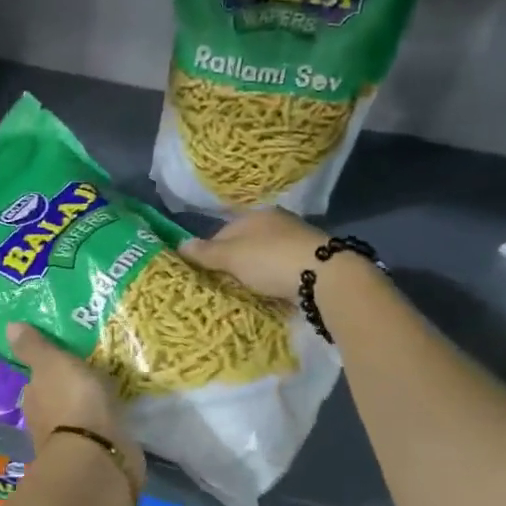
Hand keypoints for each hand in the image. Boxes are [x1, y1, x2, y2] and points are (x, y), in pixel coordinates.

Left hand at [8, 323, 142, 494]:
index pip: (37, 381)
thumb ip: (34, 347)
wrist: (97, 455)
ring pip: (77, 417)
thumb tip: (9, 326)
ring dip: (88, 408)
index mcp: (32, 398)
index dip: (49, 370)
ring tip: (108, 392)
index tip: (67, 360)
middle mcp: (44, 421)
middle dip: (70, 390)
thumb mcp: (53, 364)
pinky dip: (103, 425)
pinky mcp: (94, 456)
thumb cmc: (72, 402)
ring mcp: (69, 441)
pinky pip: (98, 433)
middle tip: (91, 373)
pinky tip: (117, 416)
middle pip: (56, 400)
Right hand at [176, 209, 330, 303]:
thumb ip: (206, 252)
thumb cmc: (271, 260)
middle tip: (225, 285)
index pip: (223, 231)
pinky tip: (273, 290)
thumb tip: (180, 244)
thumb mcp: (232, 256)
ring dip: (257, 270)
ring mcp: (297, 240)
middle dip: (235, 262)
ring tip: (248, 290)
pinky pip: (284, 268)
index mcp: (256, 215)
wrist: (326, 276)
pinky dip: (276, 277)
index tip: (205, 273)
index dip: (211, 252)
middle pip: (246, 243)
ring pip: (266, 255)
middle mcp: (277, 222)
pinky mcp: (313, 260)